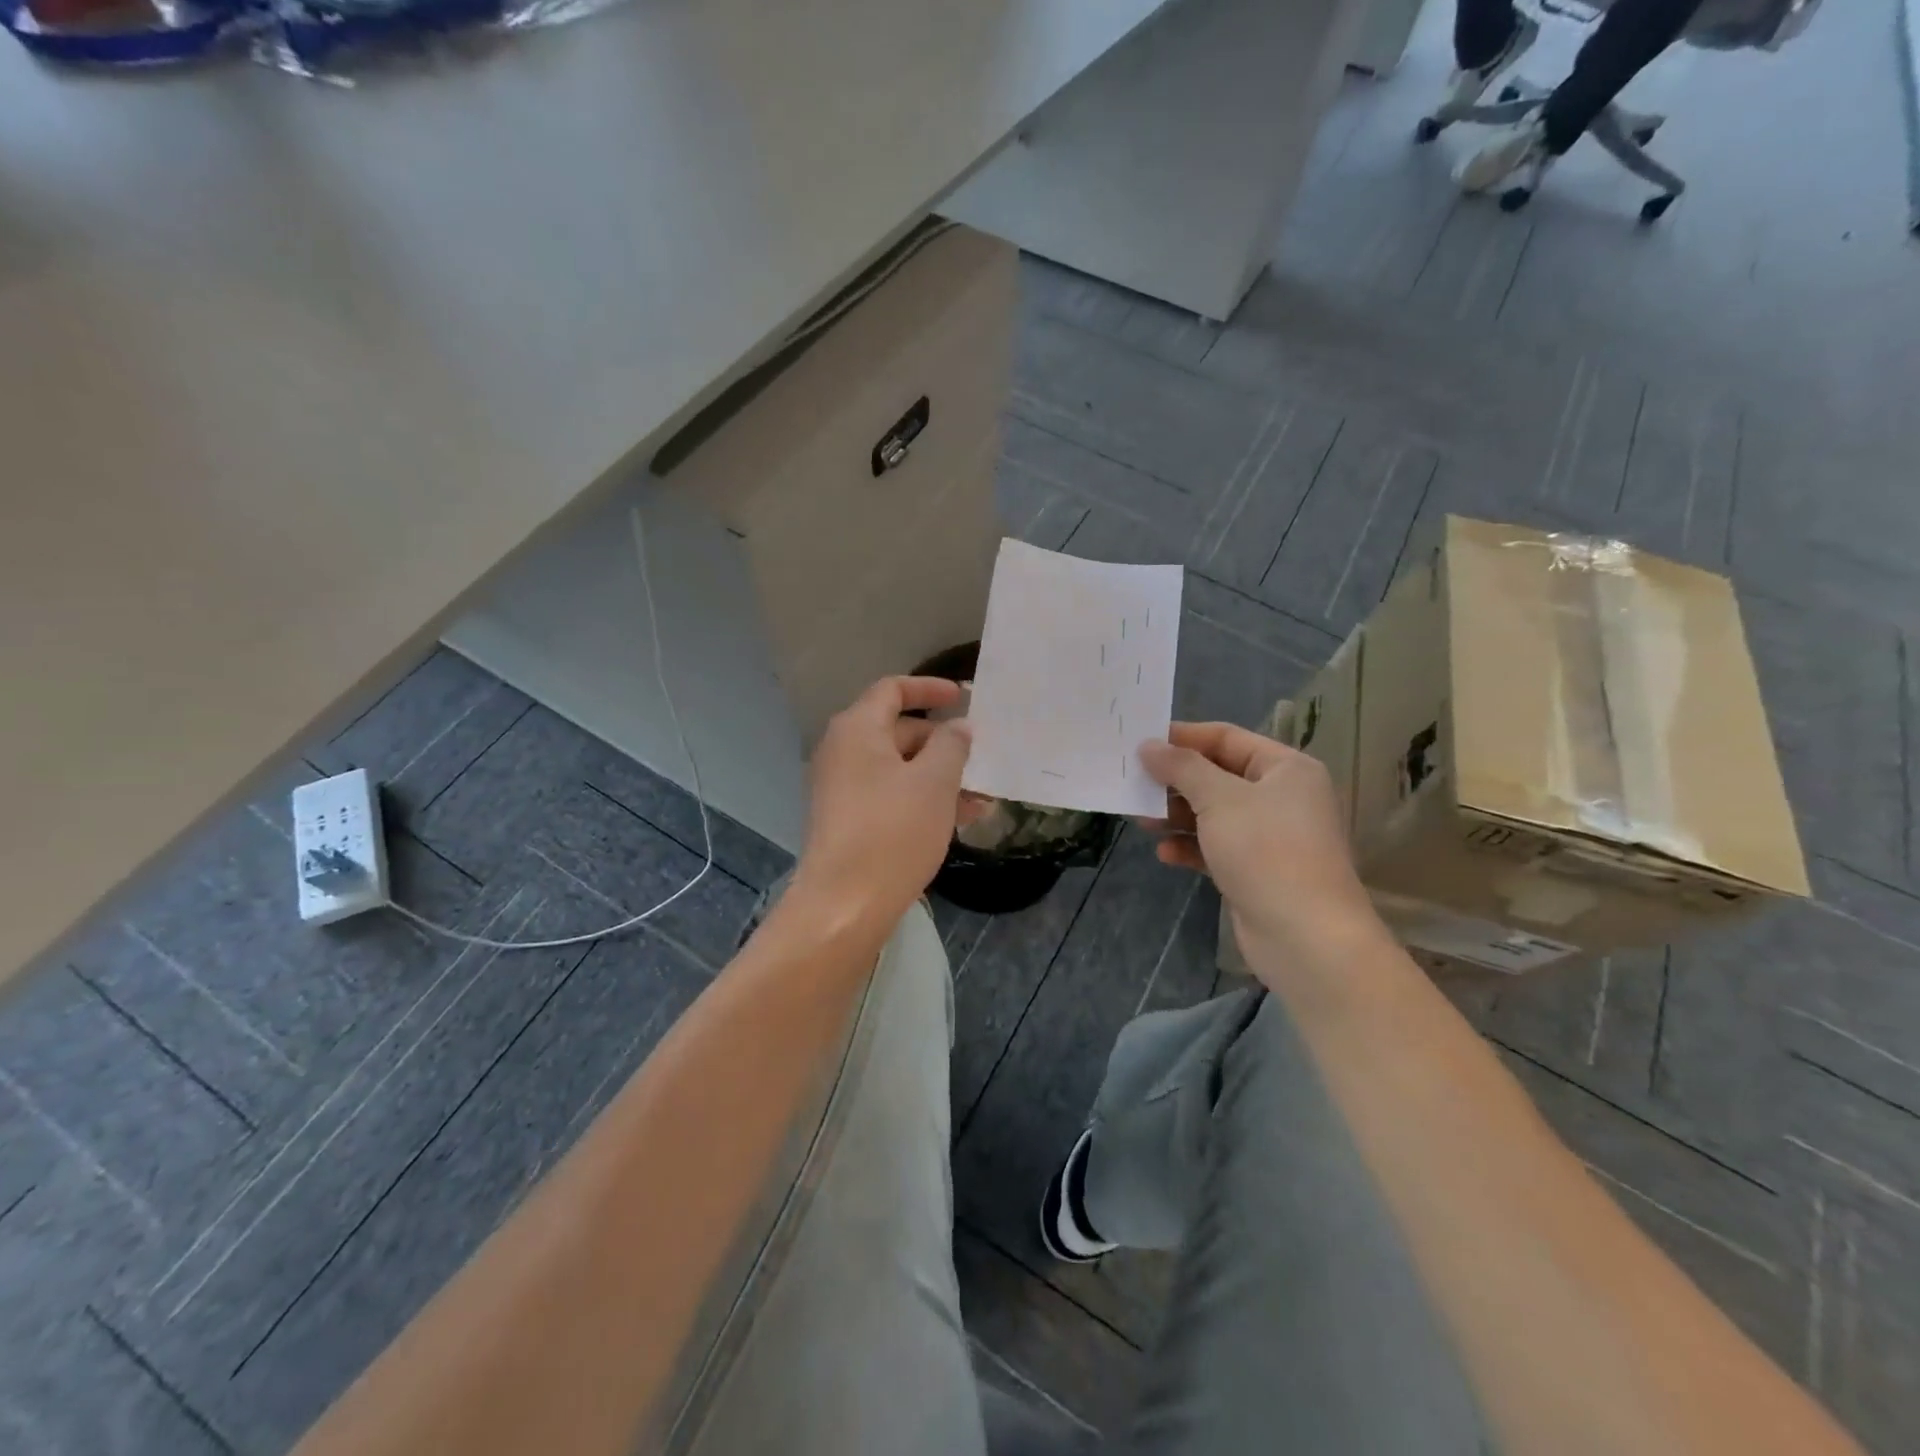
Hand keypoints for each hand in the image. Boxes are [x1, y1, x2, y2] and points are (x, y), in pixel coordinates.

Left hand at [792, 676, 973, 929]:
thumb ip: (951, 745)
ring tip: (980, 800)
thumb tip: (957, 727)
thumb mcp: (935, 782)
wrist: (844, 905)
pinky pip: (888, 794)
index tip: (963, 697)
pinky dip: (920, 798)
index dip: (929, 688)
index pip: (892, 689)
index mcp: (857, 729)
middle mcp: (842, 751)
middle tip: (980, 760)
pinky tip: (957, 821)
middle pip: (897, 730)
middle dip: (942, 743)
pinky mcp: (846, 819)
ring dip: (938, 777)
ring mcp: (840, 787)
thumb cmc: (893, 832)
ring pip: (898, 768)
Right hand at [1139, 722, 1376, 956]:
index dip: (1183, 737)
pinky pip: (1216, 847)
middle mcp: (1282, 797)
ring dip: (1177, 815)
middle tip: (1134, 784)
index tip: (1141, 742)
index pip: (1227, 738)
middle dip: (1175, 781)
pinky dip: (1191, 846)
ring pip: (1214, 814)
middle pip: (1218, 776)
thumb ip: (1181, 768)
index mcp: (1286, 768)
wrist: (1305, 938)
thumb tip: (1148, 745)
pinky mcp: (1257, 871)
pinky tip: (1164, 852)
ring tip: (1141, 820)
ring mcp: (1270, 837)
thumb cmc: (1266, 851)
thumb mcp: (1219, 799)